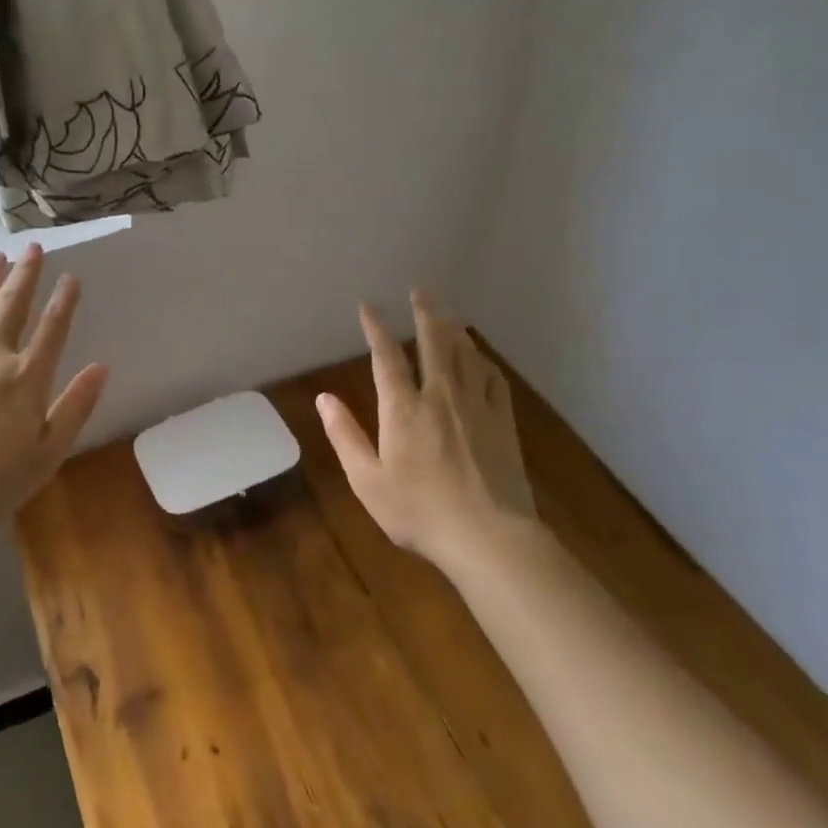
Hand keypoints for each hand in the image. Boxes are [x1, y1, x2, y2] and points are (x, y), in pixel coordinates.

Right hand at [316, 291, 536, 571]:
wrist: (489, 537)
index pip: (386, 357)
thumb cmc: (419, 511)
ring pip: (466, 354)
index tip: (369, 306)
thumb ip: (345, 435)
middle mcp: (440, 396)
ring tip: (448, 315)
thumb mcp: (367, 480)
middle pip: (434, 342)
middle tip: (421, 290)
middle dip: (425, 313)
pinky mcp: (503, 422)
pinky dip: (483, 361)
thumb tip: (324, 398)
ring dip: (454, 330)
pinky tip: (480, 359)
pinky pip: (493, 379)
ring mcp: (477, 406)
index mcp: (403, 409)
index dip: (376, 328)